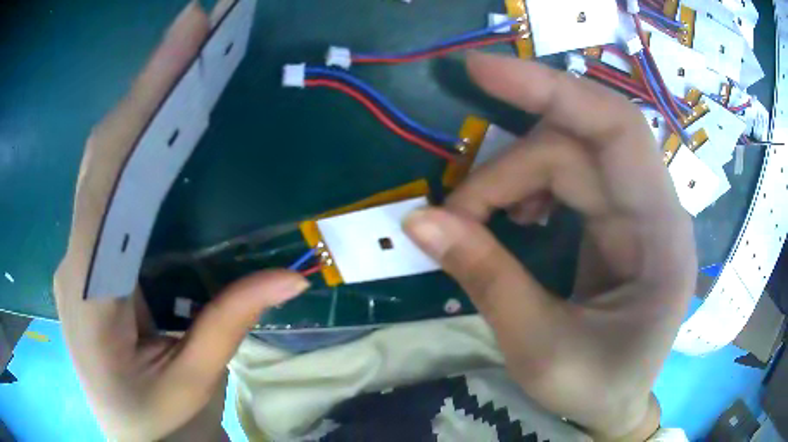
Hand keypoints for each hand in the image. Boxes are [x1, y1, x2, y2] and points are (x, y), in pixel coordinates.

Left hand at [54, 3, 308, 439]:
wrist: (134, 439)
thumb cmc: (156, 423)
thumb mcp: (191, 386)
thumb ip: (227, 325)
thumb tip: (292, 273)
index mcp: (87, 295)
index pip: (106, 183)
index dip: (139, 105)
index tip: (183, 39)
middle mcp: (76, 260)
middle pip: (103, 157)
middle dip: (146, 83)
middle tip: (194, 25)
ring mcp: (82, 255)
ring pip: (105, 167)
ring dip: (142, 104)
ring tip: (186, 55)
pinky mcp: (95, 257)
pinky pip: (115, 190)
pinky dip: (139, 143)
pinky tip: (166, 117)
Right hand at [404, 53, 695, 439]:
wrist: (614, 407)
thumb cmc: (595, 388)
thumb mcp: (540, 348)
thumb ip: (487, 279)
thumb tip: (419, 222)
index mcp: (661, 236)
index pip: (616, 131)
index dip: (551, 89)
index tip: (480, 70)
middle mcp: (655, 210)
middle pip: (580, 143)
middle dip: (511, 161)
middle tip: (457, 203)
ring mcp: (636, 212)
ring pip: (568, 156)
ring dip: (513, 179)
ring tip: (480, 222)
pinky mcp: (616, 222)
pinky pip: (569, 178)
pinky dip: (528, 188)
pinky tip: (514, 218)